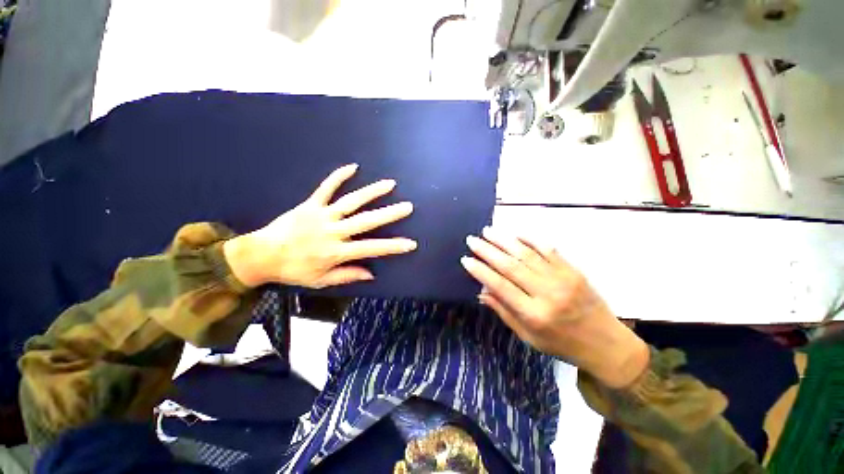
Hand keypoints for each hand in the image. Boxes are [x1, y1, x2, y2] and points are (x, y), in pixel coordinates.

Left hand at [224, 164, 416, 288]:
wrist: (261, 255)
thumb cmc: (293, 270)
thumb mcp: (321, 280)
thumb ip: (347, 275)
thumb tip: (371, 274)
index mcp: (337, 252)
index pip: (372, 248)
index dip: (393, 246)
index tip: (410, 243)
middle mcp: (333, 231)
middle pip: (366, 221)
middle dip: (389, 214)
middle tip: (407, 206)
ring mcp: (322, 215)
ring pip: (351, 201)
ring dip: (372, 192)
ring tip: (390, 184)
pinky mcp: (310, 204)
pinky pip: (326, 187)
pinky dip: (339, 177)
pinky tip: (353, 167)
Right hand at [461, 227, 648, 387]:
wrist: (606, 344)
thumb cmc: (562, 344)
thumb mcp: (529, 336)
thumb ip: (504, 311)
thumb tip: (482, 291)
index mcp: (535, 314)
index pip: (500, 286)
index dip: (481, 271)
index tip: (466, 259)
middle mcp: (548, 293)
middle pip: (511, 266)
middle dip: (488, 251)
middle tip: (472, 240)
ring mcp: (562, 278)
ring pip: (527, 253)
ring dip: (504, 240)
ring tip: (488, 231)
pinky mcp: (573, 270)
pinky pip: (548, 249)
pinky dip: (530, 239)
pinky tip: (515, 234)